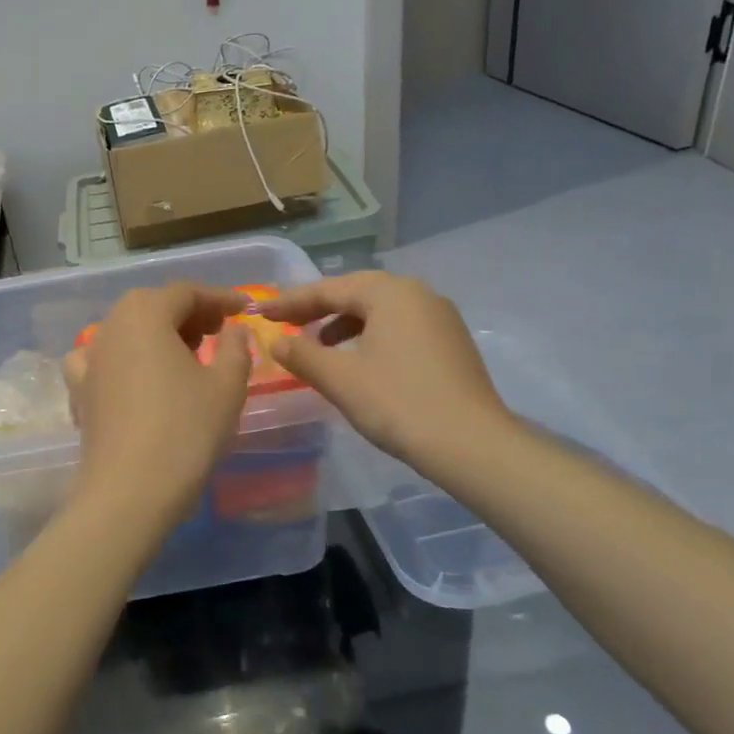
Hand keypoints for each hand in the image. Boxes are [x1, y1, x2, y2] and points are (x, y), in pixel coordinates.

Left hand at [65, 284, 252, 526]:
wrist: (130, 490)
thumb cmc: (186, 430)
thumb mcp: (227, 385)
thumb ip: (234, 346)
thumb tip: (232, 328)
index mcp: (146, 314)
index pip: (187, 292)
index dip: (219, 298)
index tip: (245, 309)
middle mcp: (111, 326)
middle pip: (153, 306)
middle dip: (189, 313)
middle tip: (218, 331)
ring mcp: (90, 358)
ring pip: (128, 330)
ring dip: (158, 334)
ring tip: (186, 355)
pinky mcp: (80, 390)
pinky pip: (103, 360)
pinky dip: (124, 359)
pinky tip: (135, 376)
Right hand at [258, 272, 511, 472]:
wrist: (472, 444)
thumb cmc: (399, 403)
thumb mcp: (341, 379)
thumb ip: (302, 355)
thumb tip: (277, 342)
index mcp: (390, 293)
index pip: (329, 289)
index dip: (291, 302)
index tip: (261, 313)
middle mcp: (418, 294)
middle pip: (357, 292)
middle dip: (318, 308)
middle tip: (287, 322)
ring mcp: (440, 317)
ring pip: (381, 309)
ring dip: (345, 322)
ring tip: (320, 344)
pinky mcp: (451, 342)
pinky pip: (400, 326)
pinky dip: (372, 334)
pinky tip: (360, 360)